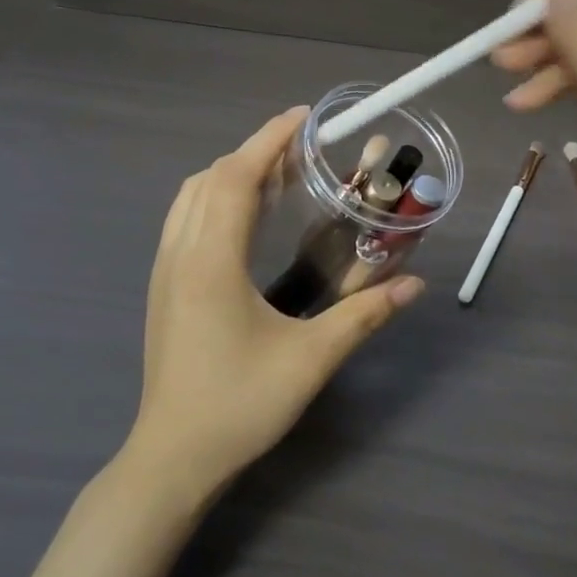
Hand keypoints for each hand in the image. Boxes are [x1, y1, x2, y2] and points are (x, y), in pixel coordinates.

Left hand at [130, 108, 424, 496]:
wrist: (173, 458)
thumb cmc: (240, 405)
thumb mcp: (311, 360)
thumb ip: (365, 317)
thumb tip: (414, 284)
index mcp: (212, 260)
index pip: (237, 177)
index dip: (270, 139)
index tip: (304, 118)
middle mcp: (181, 253)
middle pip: (212, 177)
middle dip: (257, 151)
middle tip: (304, 151)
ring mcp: (164, 269)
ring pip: (192, 195)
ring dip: (232, 173)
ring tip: (278, 177)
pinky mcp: (162, 287)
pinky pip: (184, 218)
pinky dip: (215, 198)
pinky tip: (246, 220)